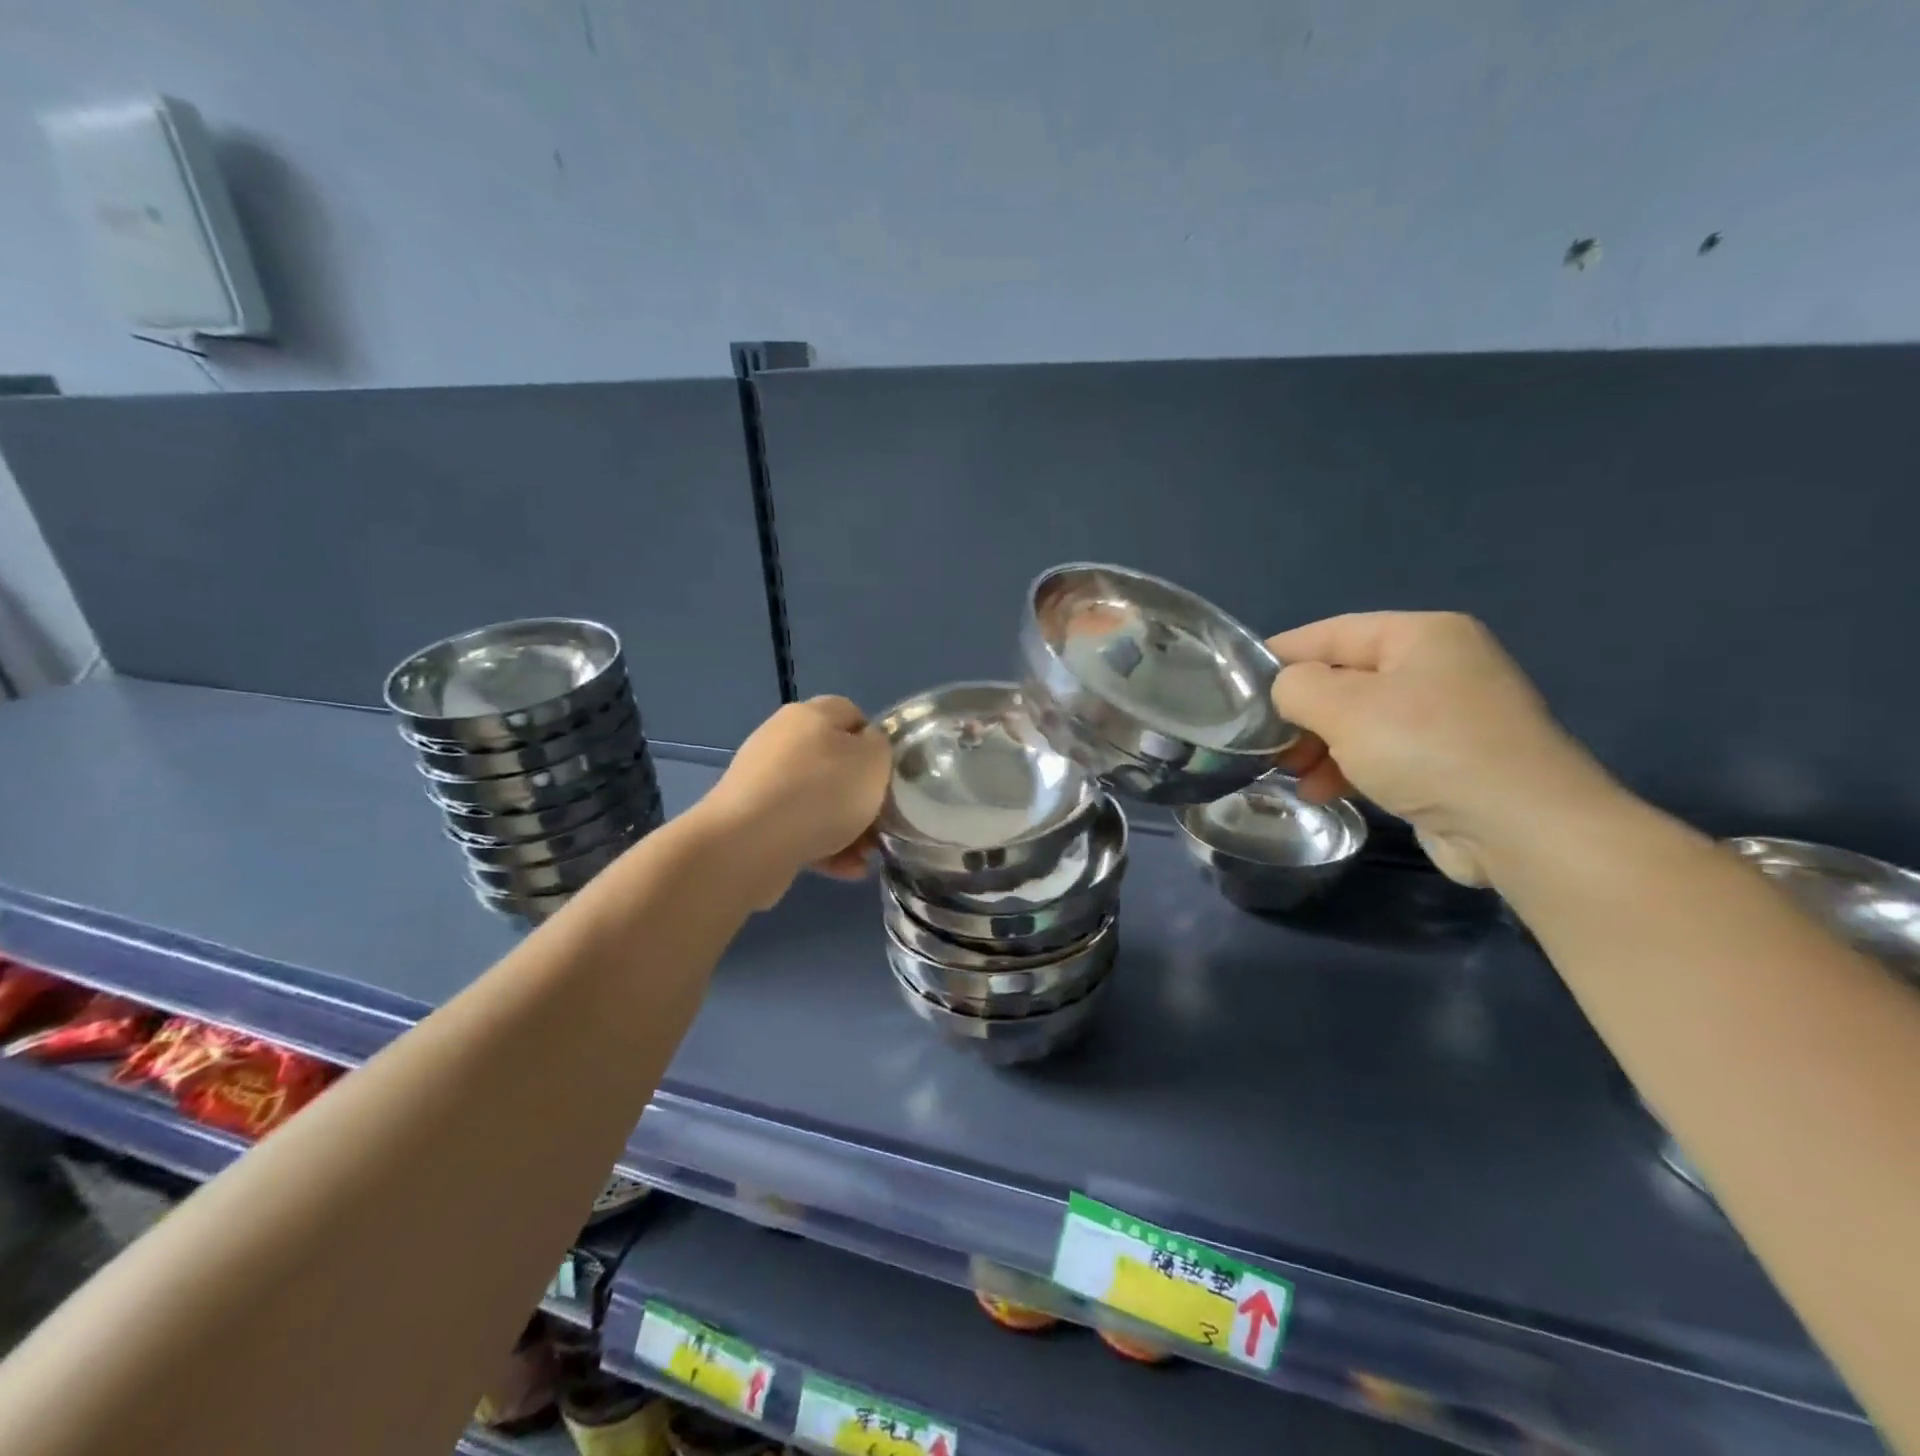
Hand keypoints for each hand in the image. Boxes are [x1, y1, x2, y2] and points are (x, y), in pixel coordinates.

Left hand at [695, 696, 891, 906]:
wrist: (749, 844)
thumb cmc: (822, 793)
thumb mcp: (873, 760)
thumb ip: (880, 747)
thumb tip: (867, 749)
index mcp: (810, 715)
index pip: (852, 715)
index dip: (876, 742)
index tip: (889, 774)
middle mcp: (783, 741)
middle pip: (835, 762)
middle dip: (861, 795)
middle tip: (881, 821)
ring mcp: (763, 781)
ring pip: (818, 801)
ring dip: (846, 827)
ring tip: (865, 855)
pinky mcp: (753, 819)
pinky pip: (798, 829)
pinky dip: (823, 847)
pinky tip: (845, 870)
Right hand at [1267, 613, 1609, 885]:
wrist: (1521, 827)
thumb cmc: (1426, 748)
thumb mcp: (1343, 707)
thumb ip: (1296, 686)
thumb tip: (1285, 691)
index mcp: (1421, 636)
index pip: (1331, 633)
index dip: (1280, 655)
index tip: (1236, 684)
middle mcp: (1438, 667)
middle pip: (1344, 679)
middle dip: (1300, 712)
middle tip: (1265, 743)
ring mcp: (1448, 717)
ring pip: (1358, 721)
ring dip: (1317, 746)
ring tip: (1290, 774)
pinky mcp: (1449, 762)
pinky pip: (1382, 753)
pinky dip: (1348, 767)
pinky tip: (1322, 791)